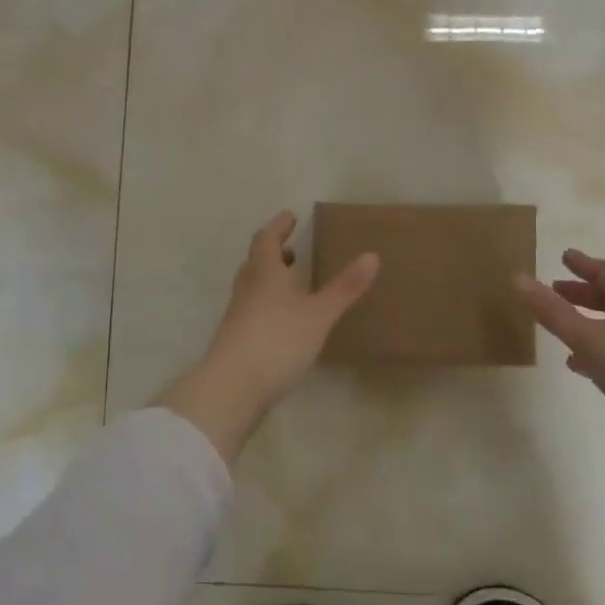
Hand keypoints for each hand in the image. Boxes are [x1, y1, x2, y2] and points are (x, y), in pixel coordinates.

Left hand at [158, 212, 379, 462]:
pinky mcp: (236, 340)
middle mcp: (247, 289)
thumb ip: (344, 287)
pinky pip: (252, 311)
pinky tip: (283, 322)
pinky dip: (267, 305)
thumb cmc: (277, 340)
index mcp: (264, 273)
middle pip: (255, 262)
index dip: (278, 226)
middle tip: (290, 249)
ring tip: (290, 283)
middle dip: (273, 253)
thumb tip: (372, 255)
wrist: (232, 387)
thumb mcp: (318, 314)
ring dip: (269, 279)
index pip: (267, 240)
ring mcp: (238, 316)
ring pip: (252, 287)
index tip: (290, 216)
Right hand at [518, 248, 604, 470]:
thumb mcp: (588, 340)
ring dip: (590, 321)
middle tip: (556, 290)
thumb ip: (553, 312)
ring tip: (562, 329)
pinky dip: (599, 350)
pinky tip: (583, 368)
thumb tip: (518, 278)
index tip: (564, 256)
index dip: (585, 264)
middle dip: (584, 292)